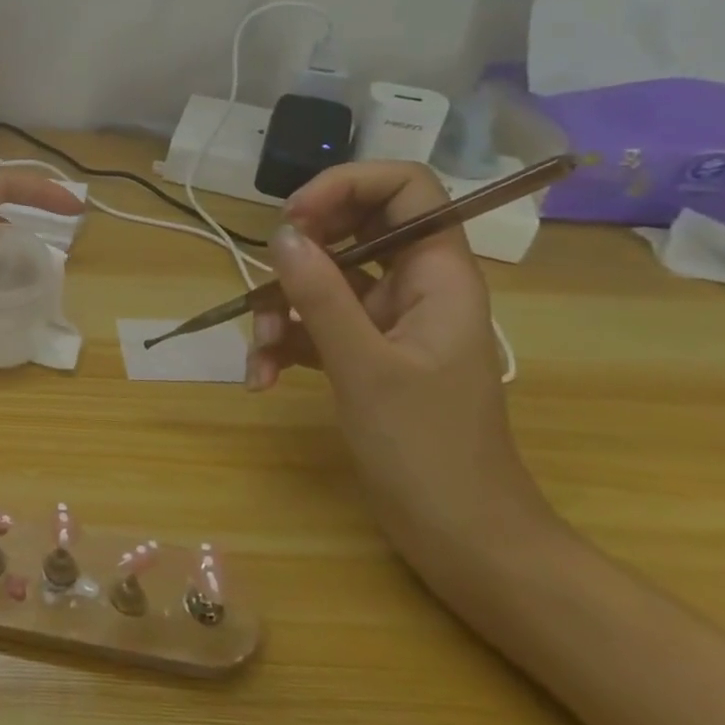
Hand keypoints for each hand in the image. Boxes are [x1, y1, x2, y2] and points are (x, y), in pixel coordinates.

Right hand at [249, 162, 554, 574]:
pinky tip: (264, 379)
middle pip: (353, 229)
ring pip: (324, 281)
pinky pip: (315, 326)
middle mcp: (414, 287)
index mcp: (439, 276)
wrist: (463, 539)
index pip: (405, 189)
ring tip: (260, 353)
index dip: (347, 186)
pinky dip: (285, 345)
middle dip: (300, 252)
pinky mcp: (365, 355)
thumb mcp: (366, 367)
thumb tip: (280, 235)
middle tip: (265, 274)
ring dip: (281, 310)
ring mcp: (387, 323)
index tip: (295, 218)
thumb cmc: (429, 450)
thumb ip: (321, 296)